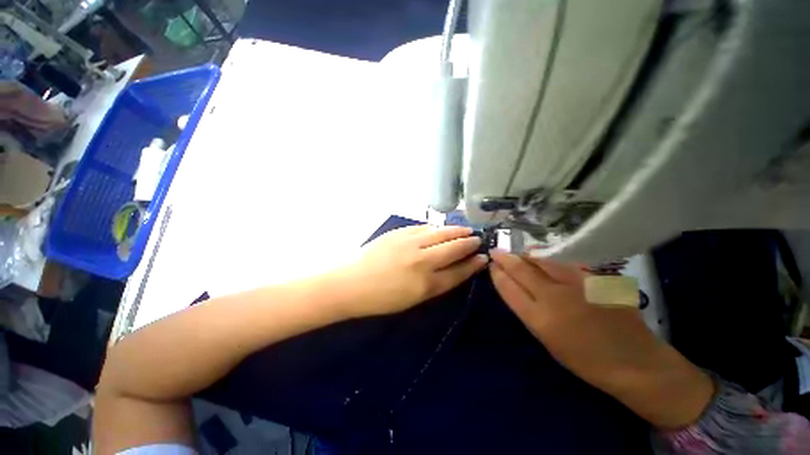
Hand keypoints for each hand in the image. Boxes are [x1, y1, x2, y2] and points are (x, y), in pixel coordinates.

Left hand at [339, 225, 487, 317]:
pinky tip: (440, 228)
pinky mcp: (399, 233)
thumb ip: (435, 284)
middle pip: (453, 248)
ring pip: (440, 233)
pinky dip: (435, 228)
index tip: (482, 258)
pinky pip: (423, 227)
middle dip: (468, 243)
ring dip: (456, 231)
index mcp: (426, 284)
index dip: (472, 264)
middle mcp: (422, 261)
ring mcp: (410, 243)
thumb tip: (452, 268)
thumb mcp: (413, 300)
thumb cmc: (381, 298)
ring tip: (465, 229)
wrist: (351, 283)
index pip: (458, 272)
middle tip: (477, 239)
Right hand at [489, 251, 713, 428]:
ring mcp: (575, 284)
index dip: (497, 274)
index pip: (508, 287)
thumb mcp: (547, 339)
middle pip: (521, 269)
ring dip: (524, 255)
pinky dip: (547, 257)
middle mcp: (553, 296)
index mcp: (539, 318)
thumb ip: (529, 309)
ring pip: (540, 260)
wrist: (634, 361)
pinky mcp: (592, 277)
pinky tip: (542, 256)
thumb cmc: (585, 359)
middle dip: (504, 258)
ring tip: (517, 253)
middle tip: (495, 251)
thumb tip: (515, 286)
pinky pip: (562, 261)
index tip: (491, 265)